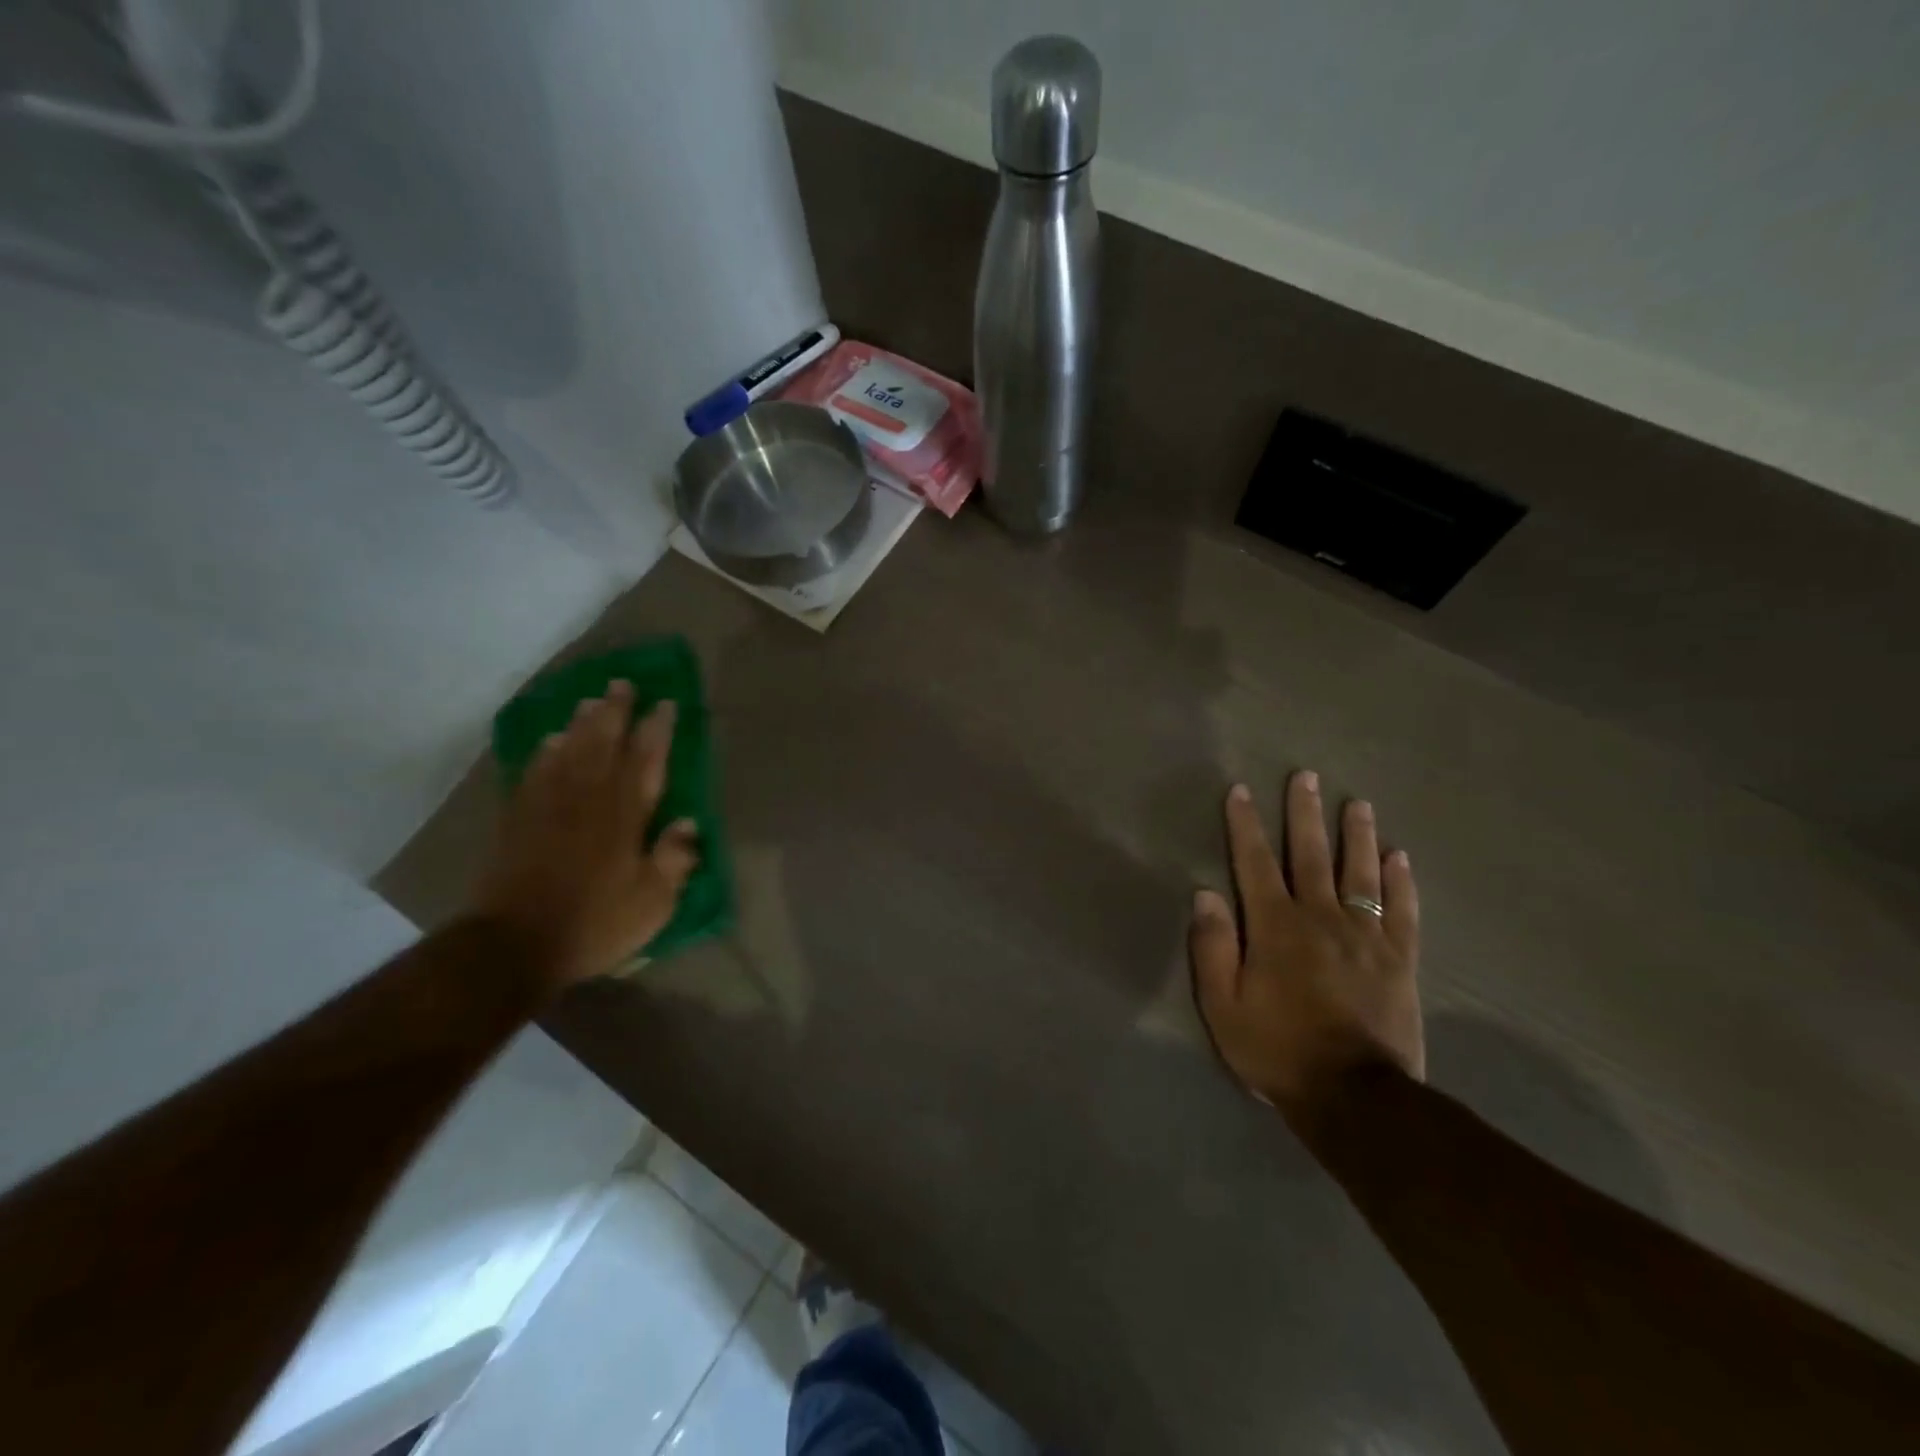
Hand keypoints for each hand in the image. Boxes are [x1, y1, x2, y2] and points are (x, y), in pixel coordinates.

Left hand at [473, 680, 699, 989]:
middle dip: (615, 711)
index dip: (657, 729)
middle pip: (603, 743)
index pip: (645, 760)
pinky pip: (534, 773)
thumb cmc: (594, 922)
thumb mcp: (653, 902)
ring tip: (590, 701)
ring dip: (581, 723)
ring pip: (568, 751)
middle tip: (622, 683)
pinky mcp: (518, 820)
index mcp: (624, 815)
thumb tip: (689, 824)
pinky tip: (550, 741)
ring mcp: (548, 806)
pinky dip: (545, 752)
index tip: (665, 702)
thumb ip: (674, 860)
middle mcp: (587, 799)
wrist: (513, 945)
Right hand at [1190, 770, 1422, 1131]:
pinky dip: (1401, 881)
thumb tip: (1204, 893)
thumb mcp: (1223, 1005)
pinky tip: (1399, 857)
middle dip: (1305, 813)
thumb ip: (1213, 947)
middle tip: (1306, 776)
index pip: (1254, 862)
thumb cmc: (1278, 1049)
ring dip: (1357, 835)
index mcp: (1275, 926)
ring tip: (1358, 804)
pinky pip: (1403, 911)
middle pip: (1311, 854)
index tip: (1241, 791)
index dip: (1245, 825)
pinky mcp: (1399, 961)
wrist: (1355, 1099)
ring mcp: (1366, 937)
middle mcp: (1320, 917)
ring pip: (1361, 873)